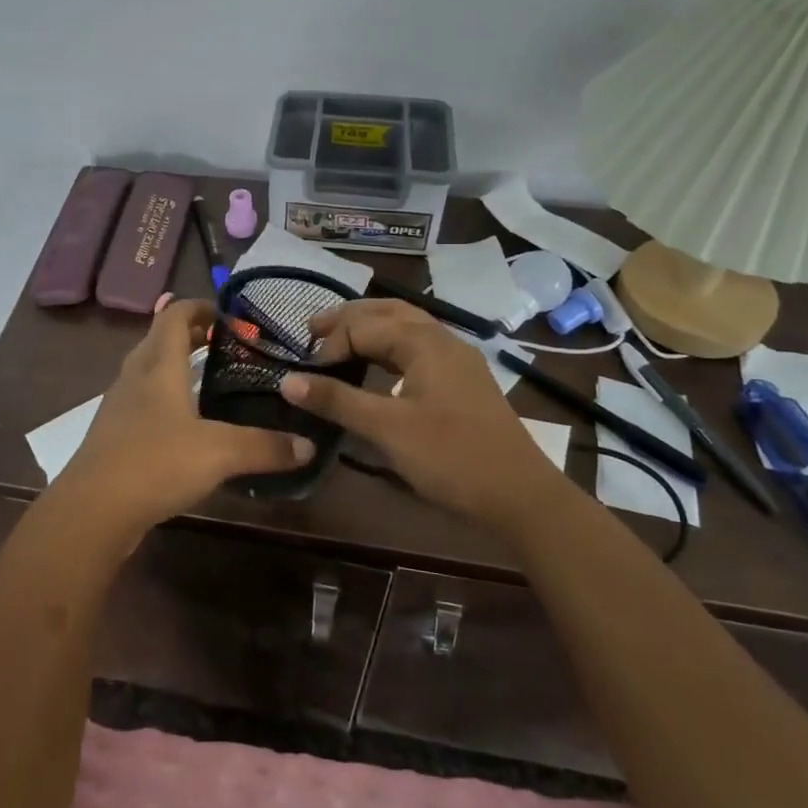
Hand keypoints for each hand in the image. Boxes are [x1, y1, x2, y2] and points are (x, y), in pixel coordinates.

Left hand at [57, 299, 313, 529]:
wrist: (92, 510)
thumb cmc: (156, 463)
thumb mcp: (220, 453)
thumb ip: (265, 447)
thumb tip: (308, 445)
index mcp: (159, 366)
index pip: (174, 316)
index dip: (198, 307)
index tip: (227, 314)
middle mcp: (135, 377)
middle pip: (158, 340)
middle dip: (189, 335)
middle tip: (224, 345)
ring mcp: (119, 407)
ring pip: (147, 372)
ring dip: (174, 367)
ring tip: (207, 380)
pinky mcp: (112, 435)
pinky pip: (140, 402)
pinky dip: (162, 399)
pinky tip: (182, 425)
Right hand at [281, 299, 558, 527]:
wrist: (520, 496)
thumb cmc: (451, 457)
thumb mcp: (387, 429)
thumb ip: (337, 400)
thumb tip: (287, 380)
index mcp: (424, 341)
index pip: (363, 327)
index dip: (330, 346)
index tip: (305, 374)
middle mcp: (442, 339)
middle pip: (387, 312)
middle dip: (349, 318)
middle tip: (312, 329)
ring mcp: (458, 360)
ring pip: (407, 327)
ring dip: (371, 328)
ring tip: (340, 339)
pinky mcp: (463, 381)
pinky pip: (420, 347)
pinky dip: (391, 346)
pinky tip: (381, 365)